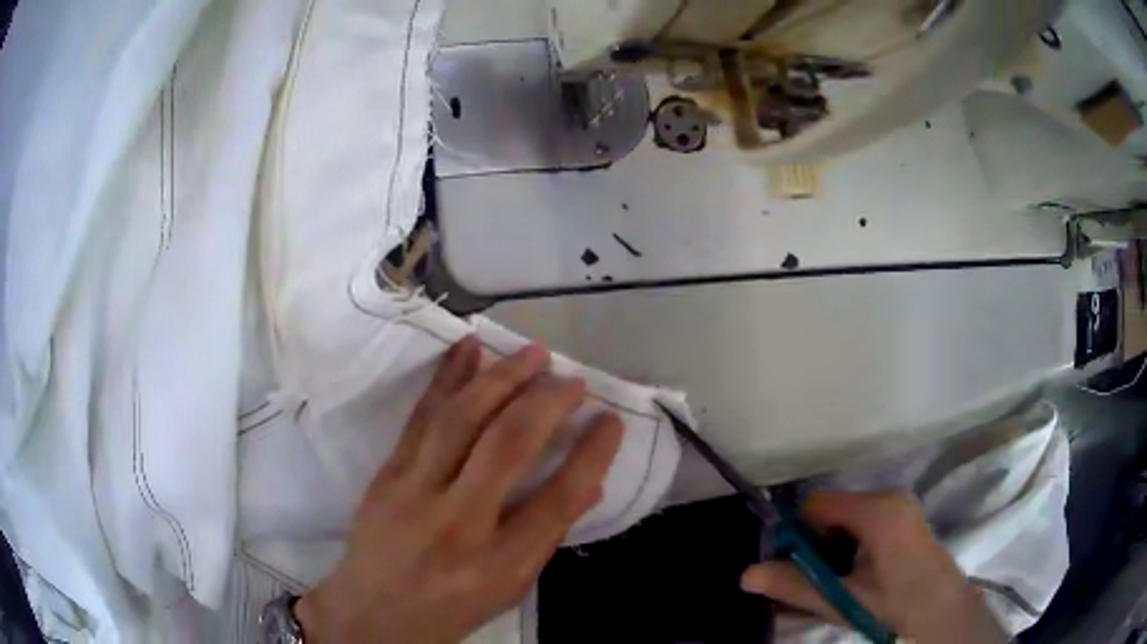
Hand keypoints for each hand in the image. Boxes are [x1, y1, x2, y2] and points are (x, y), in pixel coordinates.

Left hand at [296, 337, 623, 642]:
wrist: (371, 614)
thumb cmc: (450, 608)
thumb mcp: (508, 589)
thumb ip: (545, 537)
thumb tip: (586, 483)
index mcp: (498, 565)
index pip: (557, 501)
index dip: (591, 455)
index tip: (610, 420)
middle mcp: (458, 524)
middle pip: (508, 447)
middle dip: (547, 403)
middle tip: (572, 379)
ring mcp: (414, 493)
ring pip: (460, 420)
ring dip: (501, 378)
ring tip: (533, 353)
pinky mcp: (386, 473)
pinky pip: (420, 417)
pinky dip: (447, 378)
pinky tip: (469, 348)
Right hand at [741, 491, 1008, 643]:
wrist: (940, 606)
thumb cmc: (891, 603)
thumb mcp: (840, 599)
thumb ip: (794, 585)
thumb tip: (746, 575)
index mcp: (876, 510)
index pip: (817, 503)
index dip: (798, 533)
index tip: (796, 565)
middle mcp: (890, 495)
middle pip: (833, 508)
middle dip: (817, 541)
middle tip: (820, 577)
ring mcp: (901, 501)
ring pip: (849, 513)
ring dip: (835, 542)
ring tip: (841, 576)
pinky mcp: (906, 511)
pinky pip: (867, 515)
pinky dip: (853, 538)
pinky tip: (860, 567)